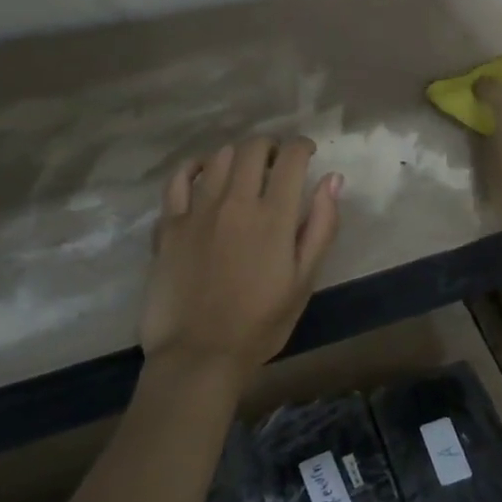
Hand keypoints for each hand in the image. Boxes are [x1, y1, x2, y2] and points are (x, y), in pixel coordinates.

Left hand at [140, 136, 342, 378]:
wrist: (199, 356)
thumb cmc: (261, 323)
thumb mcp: (305, 279)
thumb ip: (322, 225)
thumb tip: (332, 179)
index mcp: (274, 216)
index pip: (292, 158)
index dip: (303, 147)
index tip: (308, 153)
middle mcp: (236, 202)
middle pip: (253, 149)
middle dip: (271, 146)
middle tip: (277, 162)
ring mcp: (197, 211)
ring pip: (219, 158)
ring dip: (238, 155)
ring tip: (244, 171)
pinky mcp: (169, 225)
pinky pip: (178, 179)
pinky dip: (194, 168)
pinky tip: (203, 173)